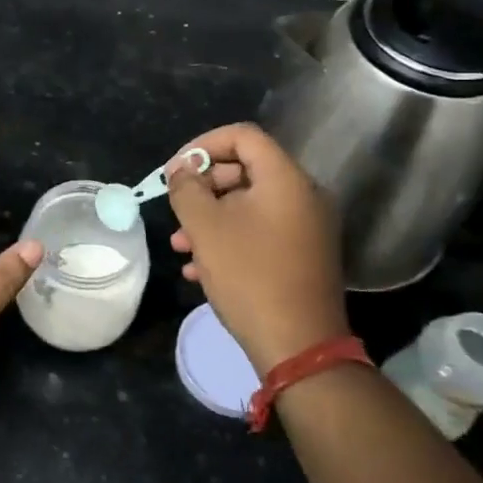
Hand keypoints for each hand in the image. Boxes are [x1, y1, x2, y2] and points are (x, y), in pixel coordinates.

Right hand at [166, 122, 347, 375]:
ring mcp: (307, 228)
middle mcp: (304, 196)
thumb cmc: (249, 276)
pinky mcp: (304, 256)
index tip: (175, 171)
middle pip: (246, 170)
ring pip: (250, 205)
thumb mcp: (205, 227)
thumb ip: (187, 188)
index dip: (202, 144)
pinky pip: (261, 232)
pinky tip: (199, 268)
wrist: (298, 346)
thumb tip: (183, 171)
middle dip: (204, 187)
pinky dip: (230, 239)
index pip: (242, 135)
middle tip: (176, 208)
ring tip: (179, 245)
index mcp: (286, 179)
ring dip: (211, 217)